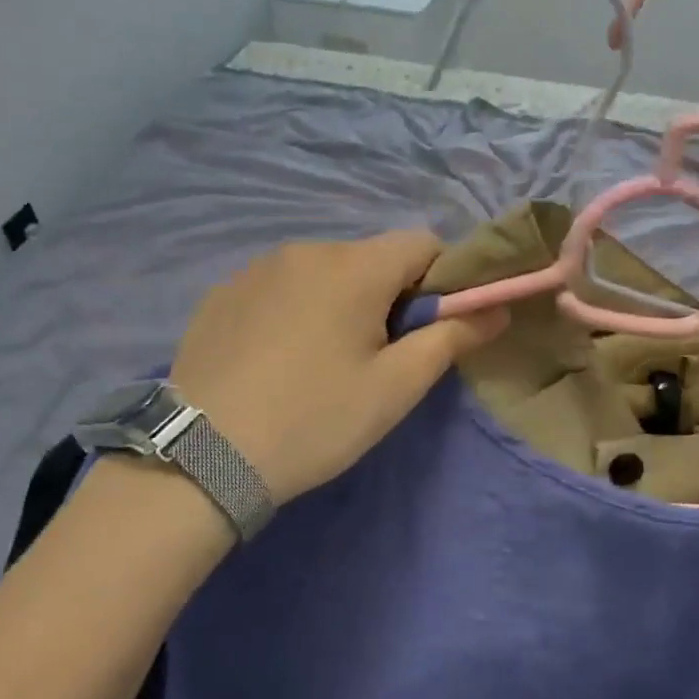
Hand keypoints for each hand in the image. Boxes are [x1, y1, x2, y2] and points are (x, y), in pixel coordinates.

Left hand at [170, 232, 505, 504]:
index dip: (442, 280)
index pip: (422, 243)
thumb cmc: (315, 419)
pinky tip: (276, 362)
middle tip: (376, 358)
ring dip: (339, 302)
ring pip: (323, 272)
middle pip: (371, 258)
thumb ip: (452, 337)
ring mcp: (255, 269)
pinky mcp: (220, 294)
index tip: (430, 329)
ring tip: (320, 364)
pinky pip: (279, 288)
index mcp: (354, 266)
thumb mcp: (396, 387)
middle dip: (389, 296)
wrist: (201, 455)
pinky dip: (294, 310)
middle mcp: (304, 250)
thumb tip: (498, 308)